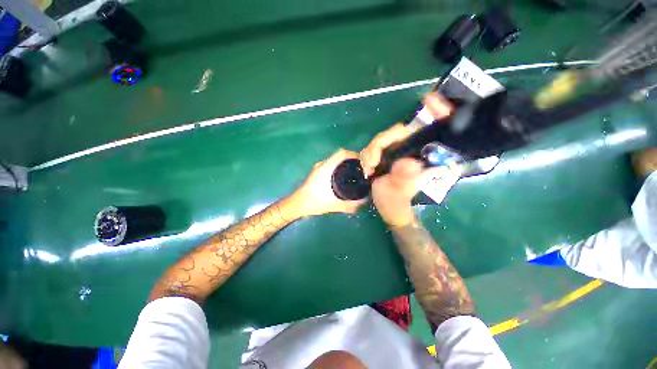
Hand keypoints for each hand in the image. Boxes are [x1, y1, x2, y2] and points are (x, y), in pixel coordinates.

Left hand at [287, 149, 365, 217]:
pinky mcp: (318, 172)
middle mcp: (322, 165)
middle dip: (352, 160)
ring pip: (335, 160)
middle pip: (340, 156)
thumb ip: (350, 205)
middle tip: (362, 169)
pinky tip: (345, 177)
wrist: (297, 204)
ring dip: (346, 163)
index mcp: (325, 168)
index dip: (354, 154)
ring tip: (356, 172)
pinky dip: (340, 167)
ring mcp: (319, 168)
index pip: (341, 153)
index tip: (363, 162)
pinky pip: (332, 165)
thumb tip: (364, 201)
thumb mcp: (333, 205)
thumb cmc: (313, 203)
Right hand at [361, 93, 455, 226]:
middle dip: (380, 144)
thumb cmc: (396, 201)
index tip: (429, 100)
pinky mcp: (388, 152)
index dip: (438, 112)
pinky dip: (368, 155)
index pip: (435, 130)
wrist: (386, 205)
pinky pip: (375, 145)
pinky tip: (367, 167)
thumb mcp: (399, 192)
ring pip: (383, 138)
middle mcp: (414, 149)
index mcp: (424, 157)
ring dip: (370, 152)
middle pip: (398, 132)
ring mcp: (399, 149)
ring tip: (368, 169)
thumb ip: (404, 179)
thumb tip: (408, 163)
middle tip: (371, 164)